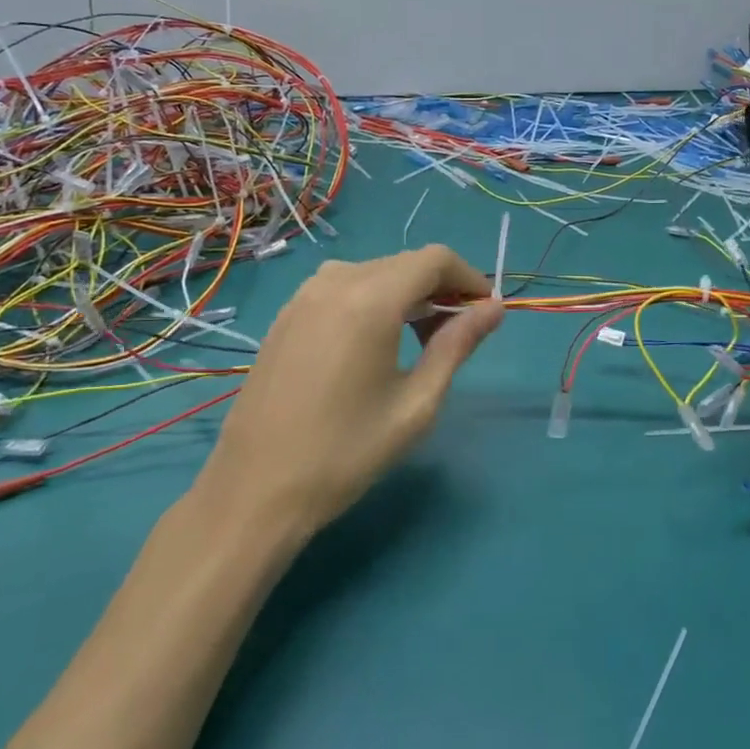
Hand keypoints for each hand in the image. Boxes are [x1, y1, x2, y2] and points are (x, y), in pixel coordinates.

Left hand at [200, 245, 503, 537]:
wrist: (255, 490)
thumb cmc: (347, 452)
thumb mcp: (417, 403)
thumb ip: (458, 345)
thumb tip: (494, 307)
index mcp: (370, 299)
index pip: (435, 259)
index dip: (469, 277)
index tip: (484, 312)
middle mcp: (335, 282)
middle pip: (404, 262)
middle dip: (439, 288)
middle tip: (455, 335)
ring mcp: (303, 296)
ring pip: (374, 272)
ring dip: (406, 293)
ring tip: (418, 340)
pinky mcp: (286, 315)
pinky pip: (342, 287)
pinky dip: (372, 300)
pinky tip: (375, 342)